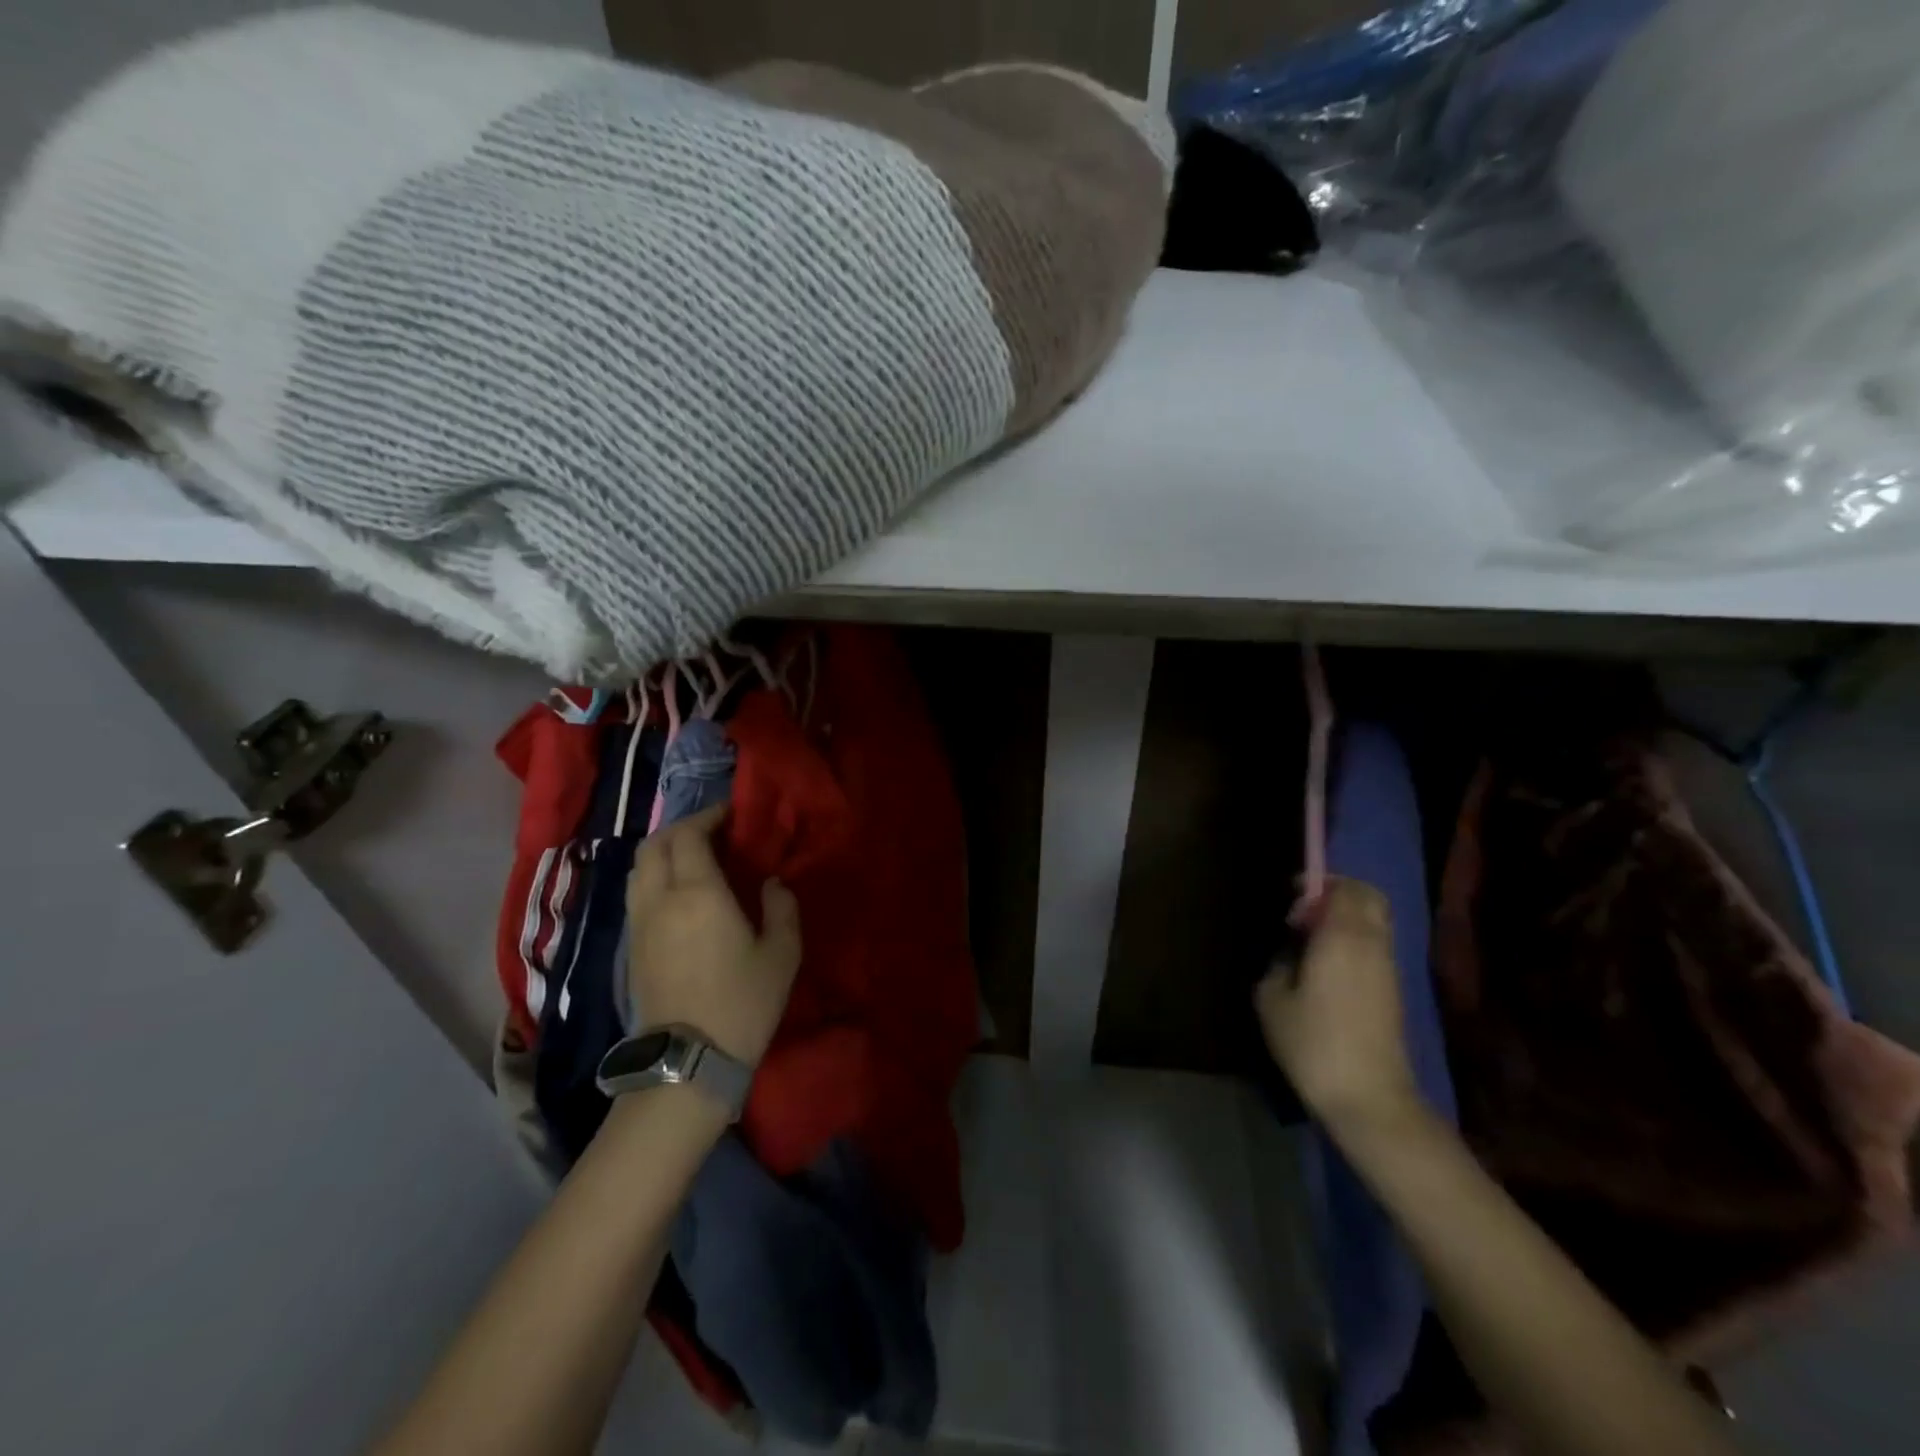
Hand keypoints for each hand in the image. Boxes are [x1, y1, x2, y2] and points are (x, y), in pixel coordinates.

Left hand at [626, 805, 801, 1065]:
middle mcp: (660, 898)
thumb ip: (781, 908)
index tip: (730, 815)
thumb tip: (772, 883)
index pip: (690, 835)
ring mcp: (639, 923)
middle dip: (681, 828)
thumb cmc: (742, 1003)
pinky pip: (636, 893)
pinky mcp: (631, 946)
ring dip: (663, 852)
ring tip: (693, 858)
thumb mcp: (782, 954)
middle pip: (655, 844)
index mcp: (698, 892)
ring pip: (638, 868)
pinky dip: (654, 877)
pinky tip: (678, 892)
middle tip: (711, 832)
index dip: (708, 817)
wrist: (688, 1061)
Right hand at [1255, 877, 1418, 1132]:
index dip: (1317, 885)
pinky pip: (1376, 946)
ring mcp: (1389, 968)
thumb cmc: (1312, 1042)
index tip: (1290, 900)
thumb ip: (1278, 962)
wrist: (1368, 1098)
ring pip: (1376, 922)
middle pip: (1368, 897)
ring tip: (1313, 942)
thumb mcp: (1271, 998)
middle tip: (1305, 913)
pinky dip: (1356, 941)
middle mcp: (1372, 943)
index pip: (1344, 888)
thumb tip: (1290, 951)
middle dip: (1338, 894)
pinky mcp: (1394, 991)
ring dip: (1347, 919)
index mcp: (1343, 936)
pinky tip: (1328, 967)